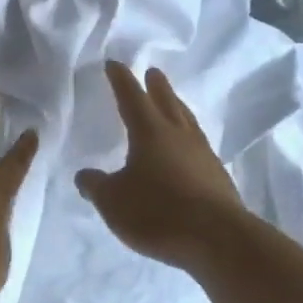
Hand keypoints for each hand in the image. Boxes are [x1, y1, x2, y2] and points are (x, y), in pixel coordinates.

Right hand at [75, 62, 246, 269]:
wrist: (217, 238)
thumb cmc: (158, 212)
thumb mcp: (113, 202)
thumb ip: (96, 186)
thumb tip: (84, 175)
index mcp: (150, 132)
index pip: (132, 97)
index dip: (121, 80)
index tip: (114, 64)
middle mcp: (179, 135)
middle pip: (167, 101)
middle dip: (157, 86)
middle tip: (153, 72)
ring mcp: (202, 154)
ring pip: (187, 121)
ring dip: (177, 107)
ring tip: (173, 102)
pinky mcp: (217, 176)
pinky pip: (199, 145)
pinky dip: (189, 138)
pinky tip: (188, 149)